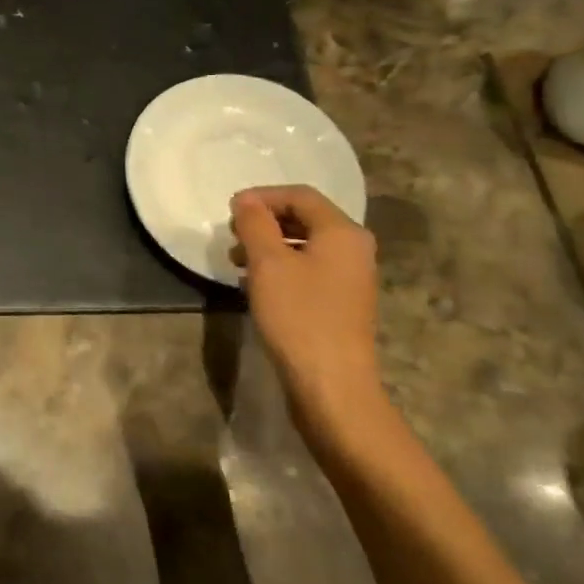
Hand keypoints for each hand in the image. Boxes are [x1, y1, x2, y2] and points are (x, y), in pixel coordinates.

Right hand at [230, 185, 386, 445]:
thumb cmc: (299, 316)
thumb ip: (255, 224)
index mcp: (343, 232)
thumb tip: (246, 200)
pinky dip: (280, 269)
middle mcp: (354, 250)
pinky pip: (308, 271)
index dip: (262, 196)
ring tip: (236, 262)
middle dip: (264, 222)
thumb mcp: (268, 263)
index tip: (230, 211)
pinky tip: (255, 285)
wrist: (332, 387)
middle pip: (305, 218)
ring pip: (304, 246)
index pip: (300, 196)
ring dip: (268, 246)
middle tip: (232, 235)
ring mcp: (350, 279)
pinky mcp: (341, 305)